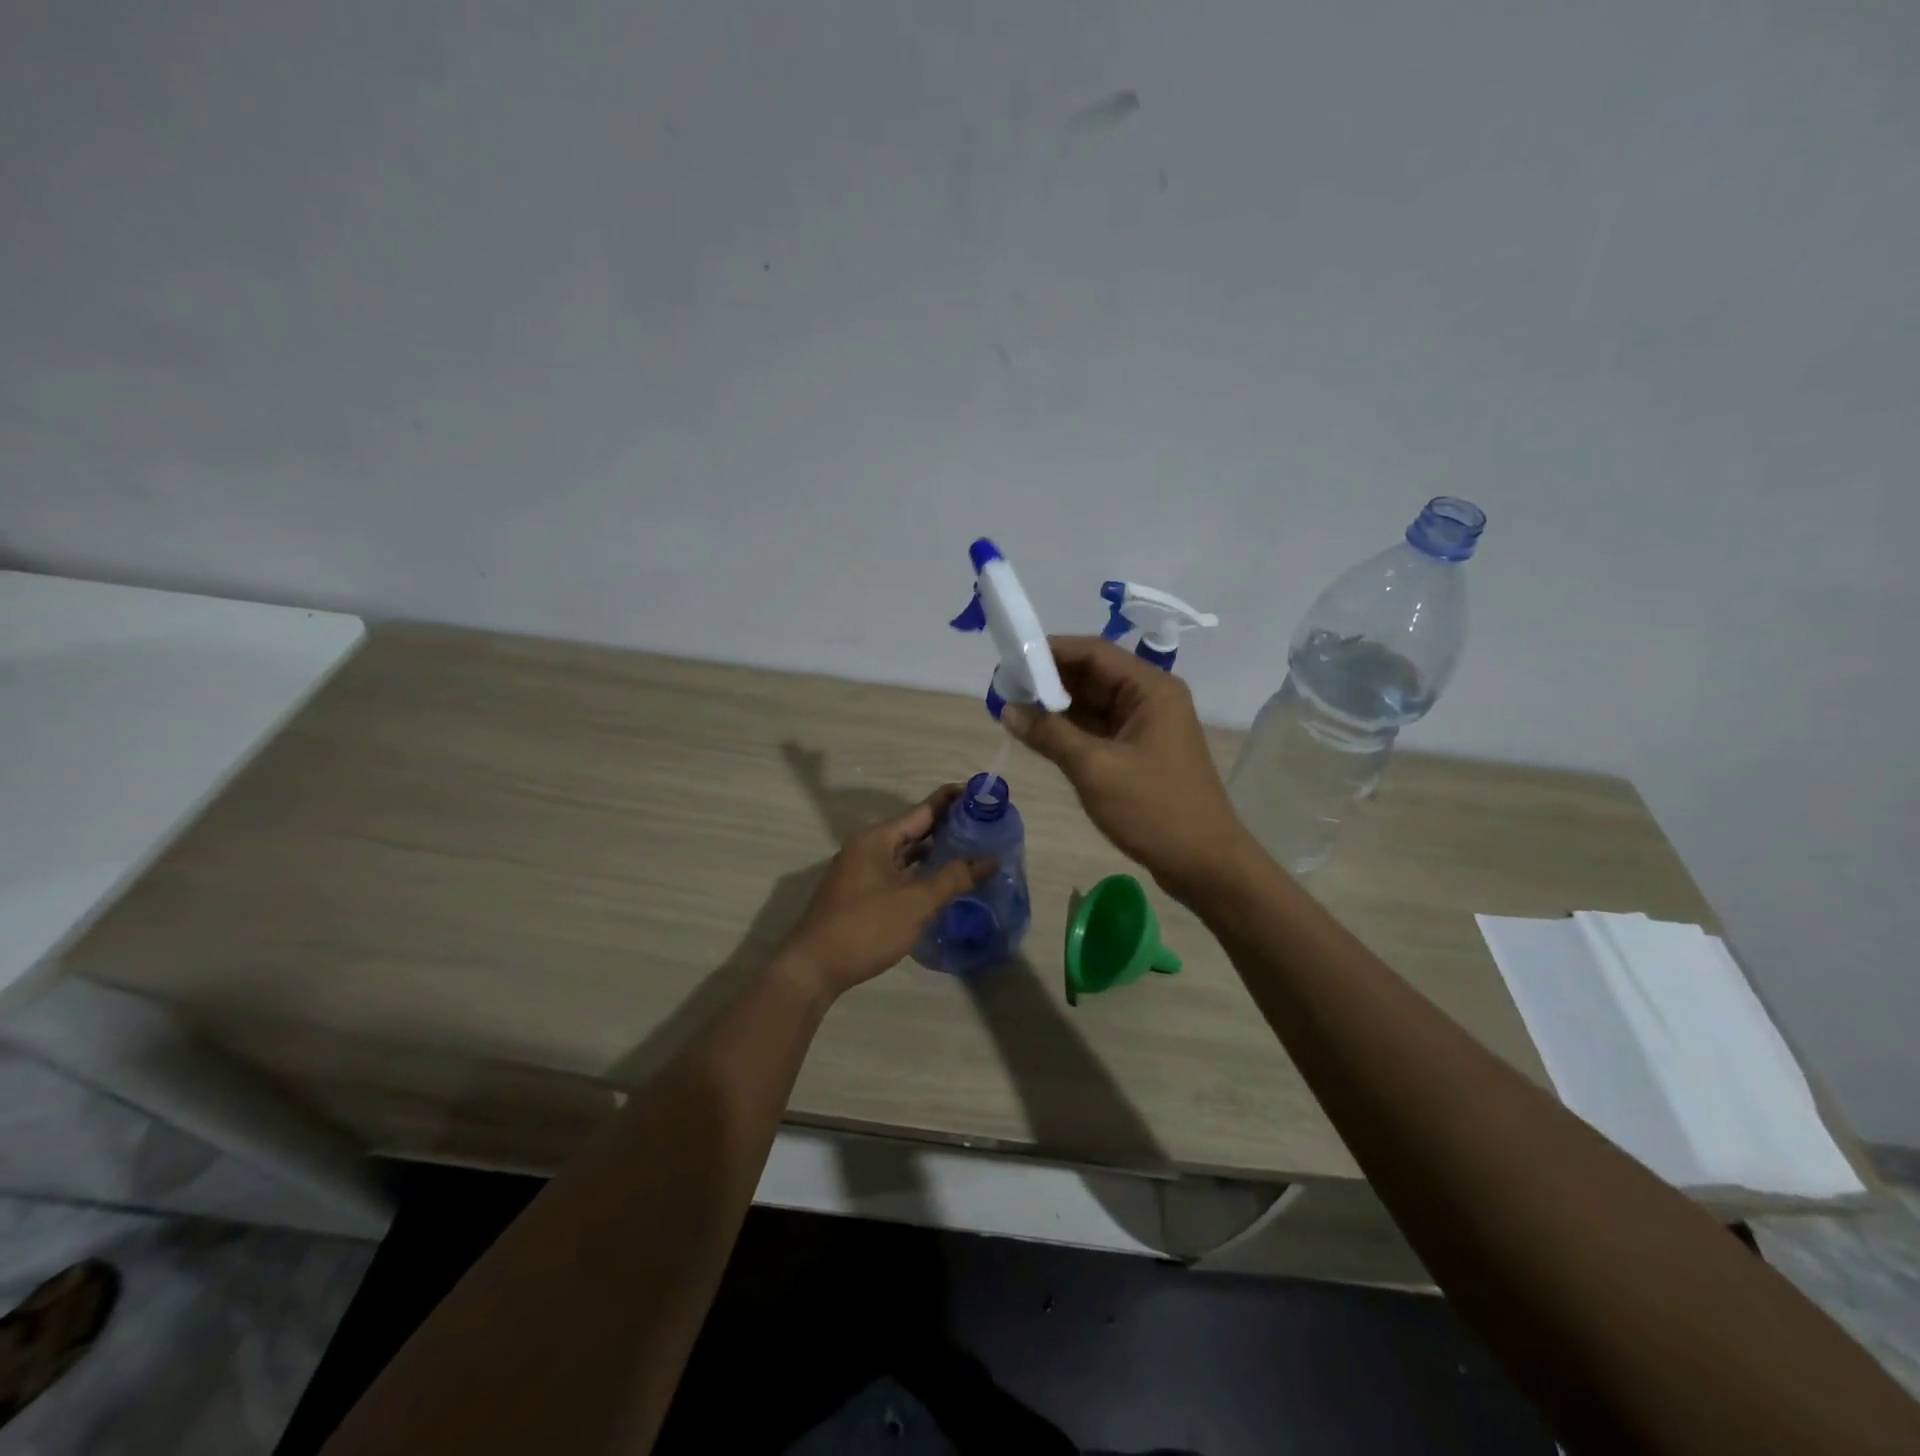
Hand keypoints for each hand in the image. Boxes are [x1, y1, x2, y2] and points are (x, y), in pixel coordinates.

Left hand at [778, 785, 995, 999]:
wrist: (814, 968)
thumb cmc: (867, 927)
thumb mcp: (916, 902)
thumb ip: (954, 878)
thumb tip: (989, 859)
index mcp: (878, 838)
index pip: (923, 809)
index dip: (953, 800)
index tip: (982, 794)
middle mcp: (867, 847)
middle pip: (914, 828)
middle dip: (948, 826)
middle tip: (985, 825)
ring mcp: (860, 870)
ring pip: (905, 852)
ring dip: (934, 850)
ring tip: (970, 850)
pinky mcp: (859, 892)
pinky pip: (897, 871)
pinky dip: (920, 871)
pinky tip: (940, 881)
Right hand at [1002, 636, 1251, 900]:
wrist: (1204, 863)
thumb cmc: (1154, 810)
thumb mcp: (1095, 769)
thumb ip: (1050, 734)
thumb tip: (1008, 708)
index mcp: (1151, 689)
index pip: (1093, 652)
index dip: (1050, 651)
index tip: (1010, 659)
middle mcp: (1150, 698)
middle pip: (1093, 674)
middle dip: (1049, 679)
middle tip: (1004, 687)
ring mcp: (1146, 725)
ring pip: (1094, 703)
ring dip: (1056, 705)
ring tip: (1012, 708)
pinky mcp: (1139, 751)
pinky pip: (1099, 728)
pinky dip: (1070, 728)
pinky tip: (1038, 733)